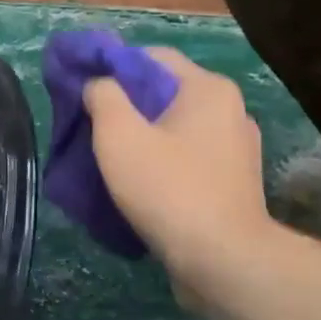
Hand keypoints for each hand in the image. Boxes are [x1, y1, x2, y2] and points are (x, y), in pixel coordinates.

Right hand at [84, 49, 278, 297]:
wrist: (223, 262)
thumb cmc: (169, 189)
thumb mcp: (119, 135)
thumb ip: (102, 96)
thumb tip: (98, 84)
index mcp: (208, 89)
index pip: (151, 57)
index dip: (112, 67)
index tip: (84, 90)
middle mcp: (230, 110)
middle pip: (164, 92)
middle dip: (125, 105)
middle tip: (90, 125)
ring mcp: (236, 149)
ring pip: (175, 127)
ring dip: (141, 136)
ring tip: (109, 157)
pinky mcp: (234, 182)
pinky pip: (188, 157)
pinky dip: (162, 161)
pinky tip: (138, 182)